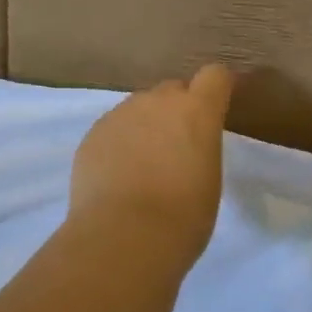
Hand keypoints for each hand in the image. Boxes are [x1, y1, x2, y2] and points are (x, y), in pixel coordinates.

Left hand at [69, 64, 234, 265]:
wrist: (123, 236)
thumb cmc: (182, 216)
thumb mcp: (208, 180)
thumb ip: (198, 148)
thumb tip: (183, 149)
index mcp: (196, 111)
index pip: (215, 76)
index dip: (217, 88)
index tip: (218, 106)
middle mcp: (157, 101)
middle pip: (172, 90)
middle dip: (177, 110)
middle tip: (177, 147)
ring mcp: (121, 113)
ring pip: (139, 109)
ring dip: (145, 127)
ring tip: (143, 167)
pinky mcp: (93, 133)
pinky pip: (113, 129)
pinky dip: (119, 144)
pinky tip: (117, 178)